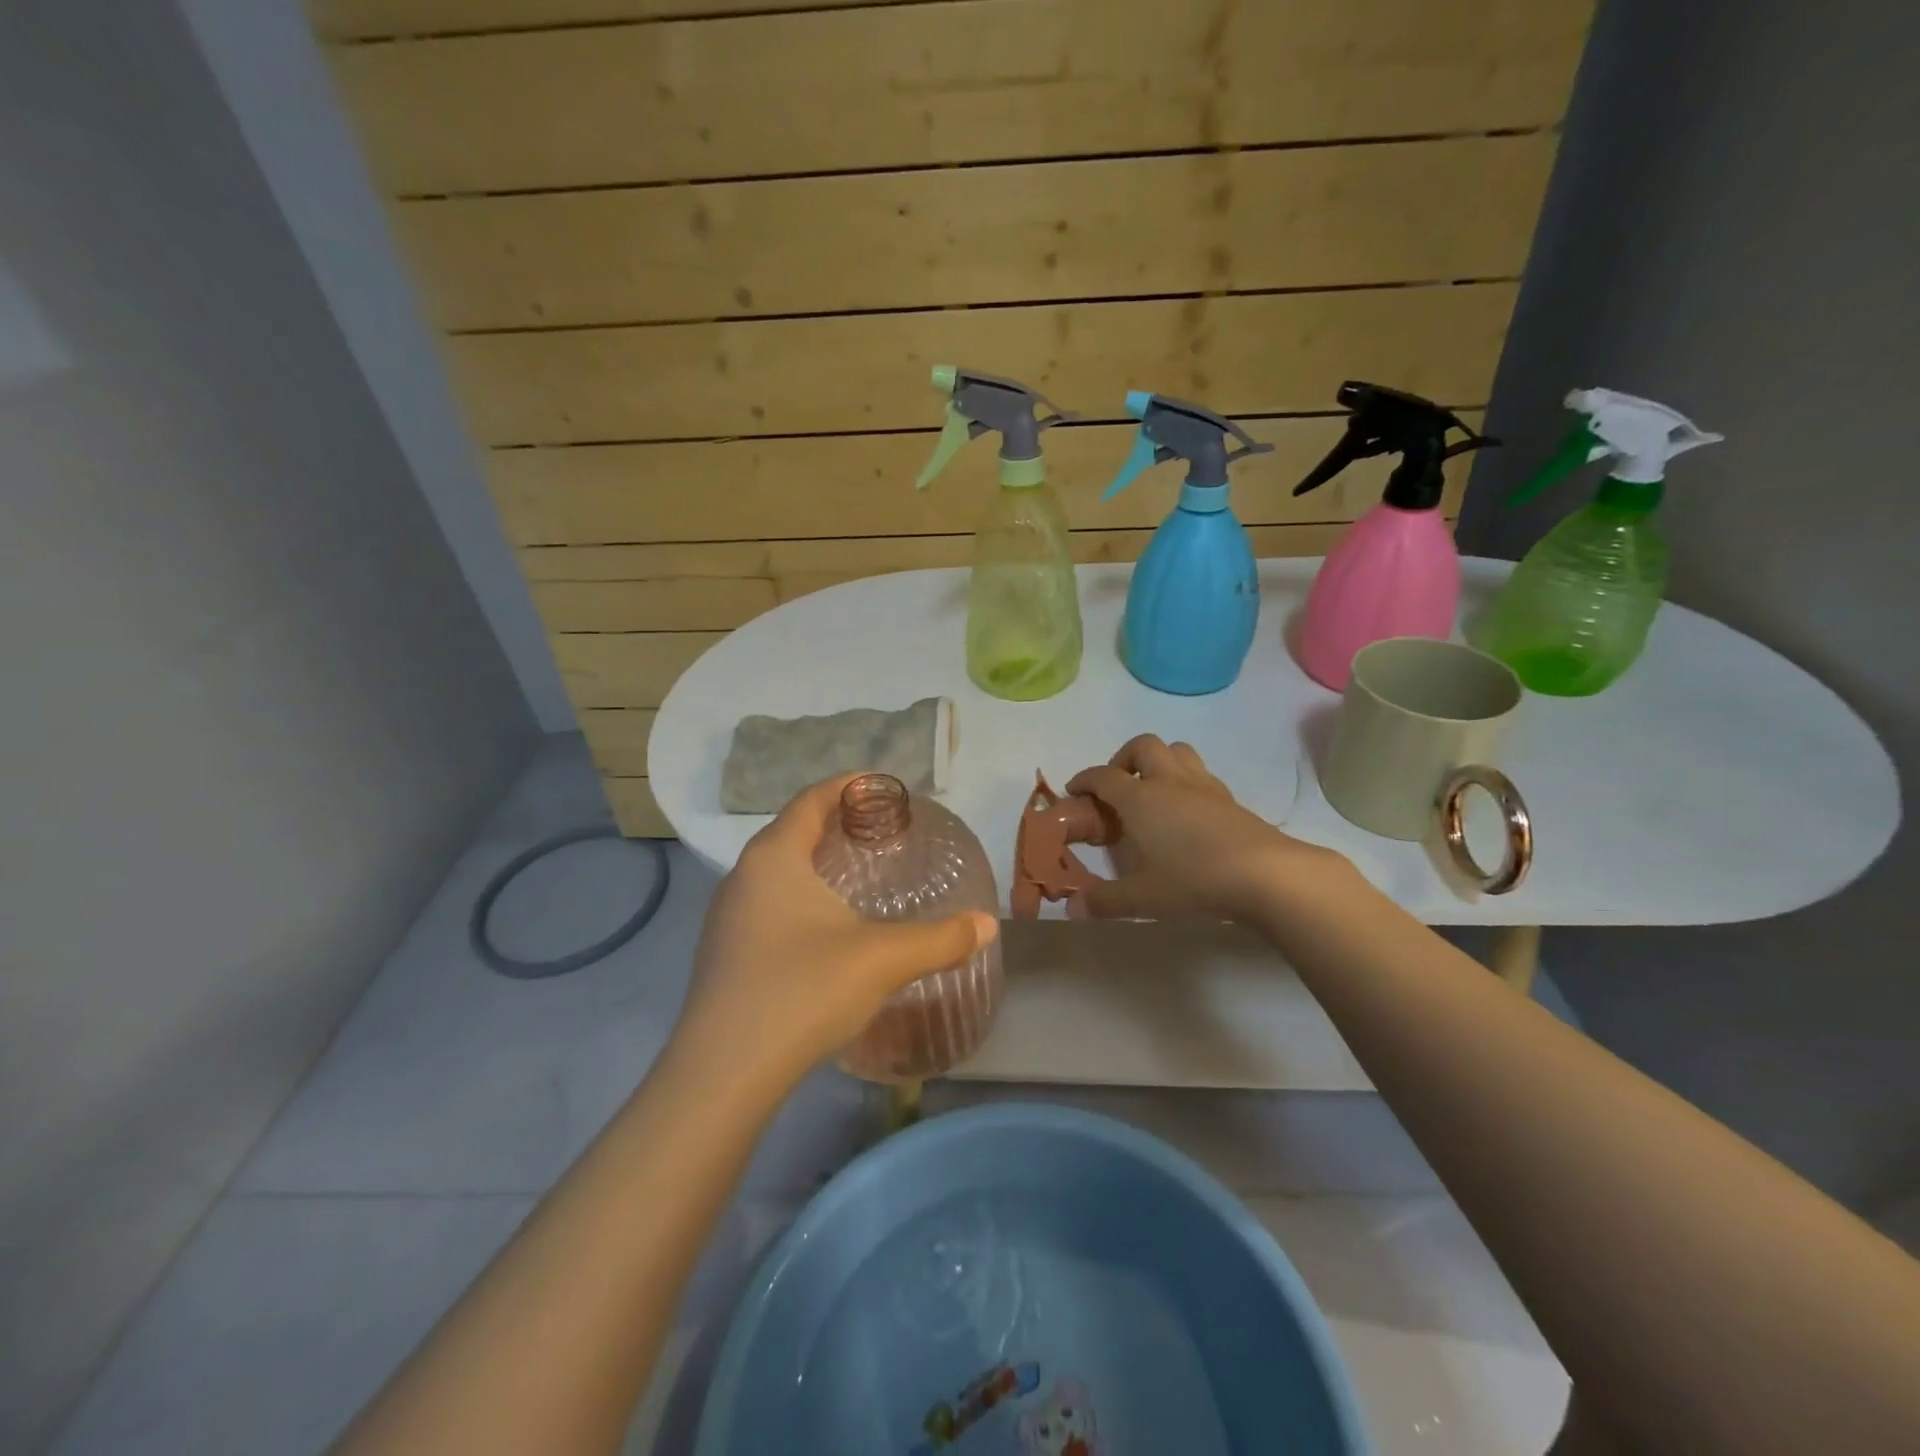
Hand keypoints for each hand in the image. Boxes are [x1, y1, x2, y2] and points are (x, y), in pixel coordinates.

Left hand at [674, 775, 998, 1092]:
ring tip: (857, 876)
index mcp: (775, 857)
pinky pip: (766, 905)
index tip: (882, 786)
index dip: (847, 786)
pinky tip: (825, 930)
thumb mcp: (882, 960)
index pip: (811, 799)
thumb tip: (988, 924)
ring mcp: (726, 917)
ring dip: (815, 863)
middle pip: (792, 830)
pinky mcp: (723, 954)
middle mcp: (743, 876)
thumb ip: (939, 939)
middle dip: (835, 823)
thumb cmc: (802, 991)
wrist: (723, 1074)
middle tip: (880, 831)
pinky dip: (799, 898)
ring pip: (776, 871)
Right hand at [1067, 735, 1339, 921]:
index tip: (1074, 791)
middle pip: (1142, 746)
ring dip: (1158, 762)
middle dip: (1123, 759)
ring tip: (1152, 791)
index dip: (1084, 779)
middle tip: (1118, 786)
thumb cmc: (1194, 880)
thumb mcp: (1142, 897)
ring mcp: (1203, 786)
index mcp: (1140, 799)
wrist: (1265, 875)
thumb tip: (1072, 908)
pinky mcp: (1229, 798)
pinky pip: (1199, 773)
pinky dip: (1184, 781)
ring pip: (1176, 751)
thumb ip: (1104, 901)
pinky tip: (1185, 811)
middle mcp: (1168, 782)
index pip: (1103, 776)